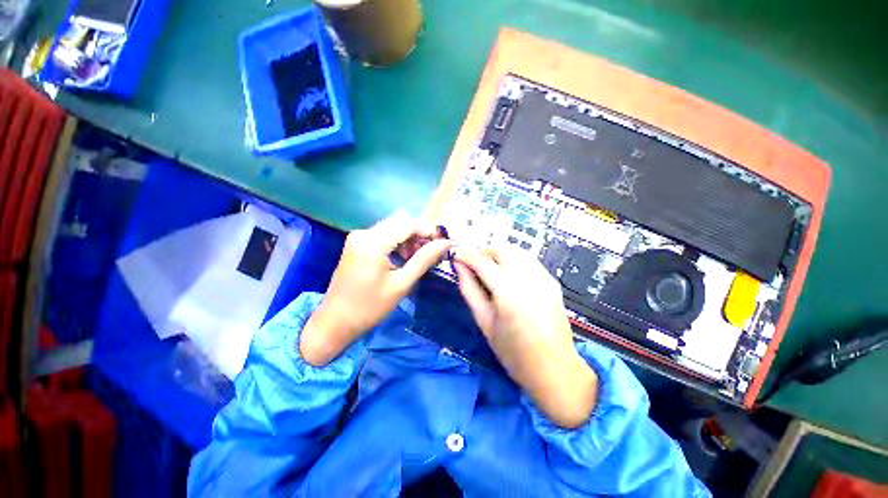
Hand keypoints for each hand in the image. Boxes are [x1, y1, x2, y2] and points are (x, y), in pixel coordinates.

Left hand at [300, 212, 452, 365]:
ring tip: (418, 258)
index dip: (428, 230)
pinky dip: (397, 242)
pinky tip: (404, 258)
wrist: (336, 322)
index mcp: (372, 242)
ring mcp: (358, 237)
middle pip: (400, 222)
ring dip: (409, 238)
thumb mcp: (402, 284)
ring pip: (392, 227)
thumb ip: (424, 259)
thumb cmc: (370, 307)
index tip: (443, 243)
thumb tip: (446, 243)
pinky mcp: (357, 243)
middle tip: (432, 252)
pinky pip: (383, 235)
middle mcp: (363, 233)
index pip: (408, 224)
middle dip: (419, 234)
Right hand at [453, 246, 597, 427]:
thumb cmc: (513, 353)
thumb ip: (469, 290)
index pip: (483, 262)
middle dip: (484, 251)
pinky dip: (513, 260)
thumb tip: (458, 267)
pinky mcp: (552, 281)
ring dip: (498, 254)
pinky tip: (508, 276)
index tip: (455, 253)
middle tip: (473, 264)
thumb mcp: (484, 322)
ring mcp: (544, 278)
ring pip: (516, 251)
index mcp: (508, 294)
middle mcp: (528, 279)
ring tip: (488, 269)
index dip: (466, 254)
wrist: (555, 369)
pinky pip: (528, 260)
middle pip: (502, 249)